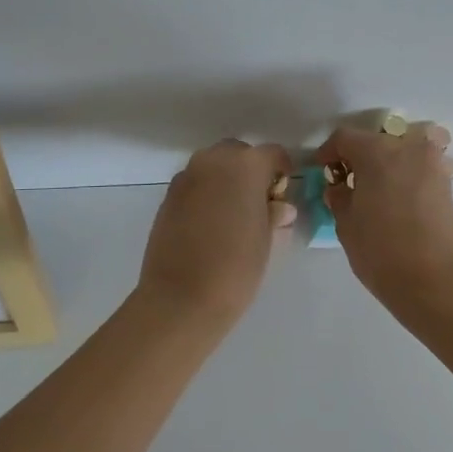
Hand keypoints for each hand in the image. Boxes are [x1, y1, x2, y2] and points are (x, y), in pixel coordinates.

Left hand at [136, 140, 295, 328]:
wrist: (181, 298)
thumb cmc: (236, 268)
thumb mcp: (267, 240)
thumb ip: (274, 214)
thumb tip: (279, 207)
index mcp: (246, 166)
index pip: (273, 154)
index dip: (282, 171)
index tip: (284, 194)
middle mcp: (213, 161)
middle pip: (239, 153)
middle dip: (251, 172)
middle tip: (259, 204)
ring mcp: (186, 176)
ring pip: (213, 166)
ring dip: (226, 180)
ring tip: (233, 215)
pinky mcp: (168, 196)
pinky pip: (195, 183)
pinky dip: (206, 193)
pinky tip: (210, 224)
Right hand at [316, 123, 452, 307]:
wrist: (437, 282)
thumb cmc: (382, 250)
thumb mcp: (346, 225)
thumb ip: (339, 198)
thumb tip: (340, 189)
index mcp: (377, 151)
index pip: (345, 138)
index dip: (328, 153)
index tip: (322, 172)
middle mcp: (408, 148)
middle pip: (376, 141)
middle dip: (359, 158)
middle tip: (347, 184)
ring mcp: (433, 165)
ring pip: (402, 152)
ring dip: (386, 165)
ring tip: (374, 192)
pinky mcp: (447, 185)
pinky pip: (420, 169)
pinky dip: (405, 177)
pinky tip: (396, 201)